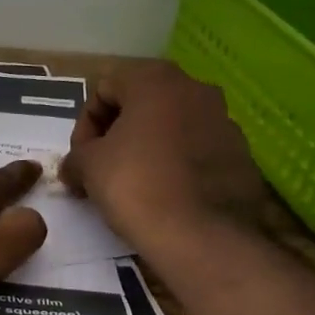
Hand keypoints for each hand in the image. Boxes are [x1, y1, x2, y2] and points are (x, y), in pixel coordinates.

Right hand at [58, 62, 267, 242]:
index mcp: (157, 80)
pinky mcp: (240, 154)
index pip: (105, 88)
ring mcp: (225, 121)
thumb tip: (74, 167)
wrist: (202, 235)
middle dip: (116, 133)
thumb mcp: (88, 166)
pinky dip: (175, 165)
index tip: (81, 157)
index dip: (85, 124)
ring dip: (146, 147)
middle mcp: (196, 89)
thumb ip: (75, 156)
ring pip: (171, 126)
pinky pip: (195, 150)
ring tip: (132, 184)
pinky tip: (164, 195)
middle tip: (101, 168)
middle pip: (141, 103)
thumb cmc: (137, 185)